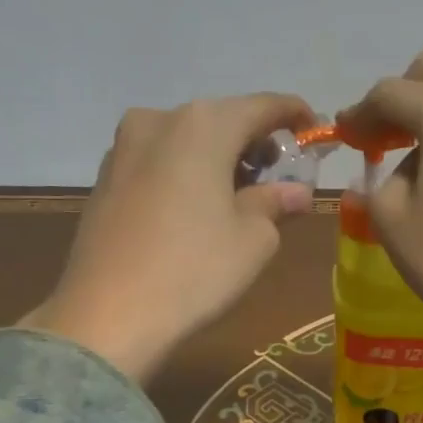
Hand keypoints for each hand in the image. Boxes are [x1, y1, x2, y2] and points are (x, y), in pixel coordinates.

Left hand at [20, 93, 315, 380]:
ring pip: (188, 140)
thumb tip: (296, 192)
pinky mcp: (104, 179)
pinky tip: (198, 209)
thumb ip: (277, 203)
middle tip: (281, 176)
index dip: (296, 115)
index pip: (264, 106)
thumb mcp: (254, 238)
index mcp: (204, 125)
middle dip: (256, 142)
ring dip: (220, 158)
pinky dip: (188, 173)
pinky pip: (160, 161)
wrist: (106, 317)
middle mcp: (159, 120)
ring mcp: (123, 148)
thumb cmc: (195, 269)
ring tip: (241, 196)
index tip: (317, 133)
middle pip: (223, 119)